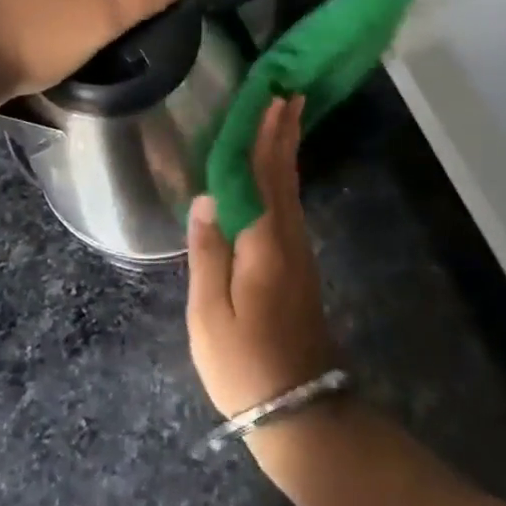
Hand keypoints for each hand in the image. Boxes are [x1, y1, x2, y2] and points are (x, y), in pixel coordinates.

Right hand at [186, 96, 340, 420]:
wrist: (300, 412)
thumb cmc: (245, 364)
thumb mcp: (210, 314)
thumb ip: (207, 253)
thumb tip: (206, 199)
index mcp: (265, 243)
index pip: (263, 175)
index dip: (266, 135)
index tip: (273, 99)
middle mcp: (288, 239)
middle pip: (285, 175)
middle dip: (285, 133)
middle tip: (289, 94)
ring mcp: (298, 254)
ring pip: (291, 190)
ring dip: (287, 151)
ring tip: (285, 120)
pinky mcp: (298, 269)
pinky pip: (289, 207)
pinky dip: (284, 178)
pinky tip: (278, 174)